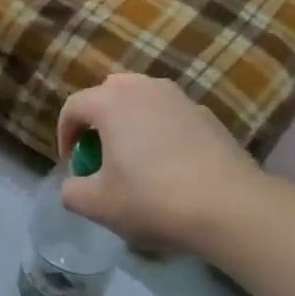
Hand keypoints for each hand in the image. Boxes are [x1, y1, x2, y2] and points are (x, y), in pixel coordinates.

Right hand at [56, 74, 261, 253]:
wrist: (230, 207)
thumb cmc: (151, 199)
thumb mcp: (96, 204)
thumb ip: (71, 190)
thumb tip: (75, 183)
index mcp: (111, 101)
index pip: (73, 106)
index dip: (64, 135)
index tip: (72, 164)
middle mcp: (144, 88)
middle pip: (108, 92)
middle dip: (97, 119)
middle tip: (99, 153)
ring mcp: (181, 98)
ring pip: (142, 100)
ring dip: (129, 121)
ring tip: (133, 156)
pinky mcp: (208, 115)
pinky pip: (170, 115)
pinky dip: (159, 131)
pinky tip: (169, 165)